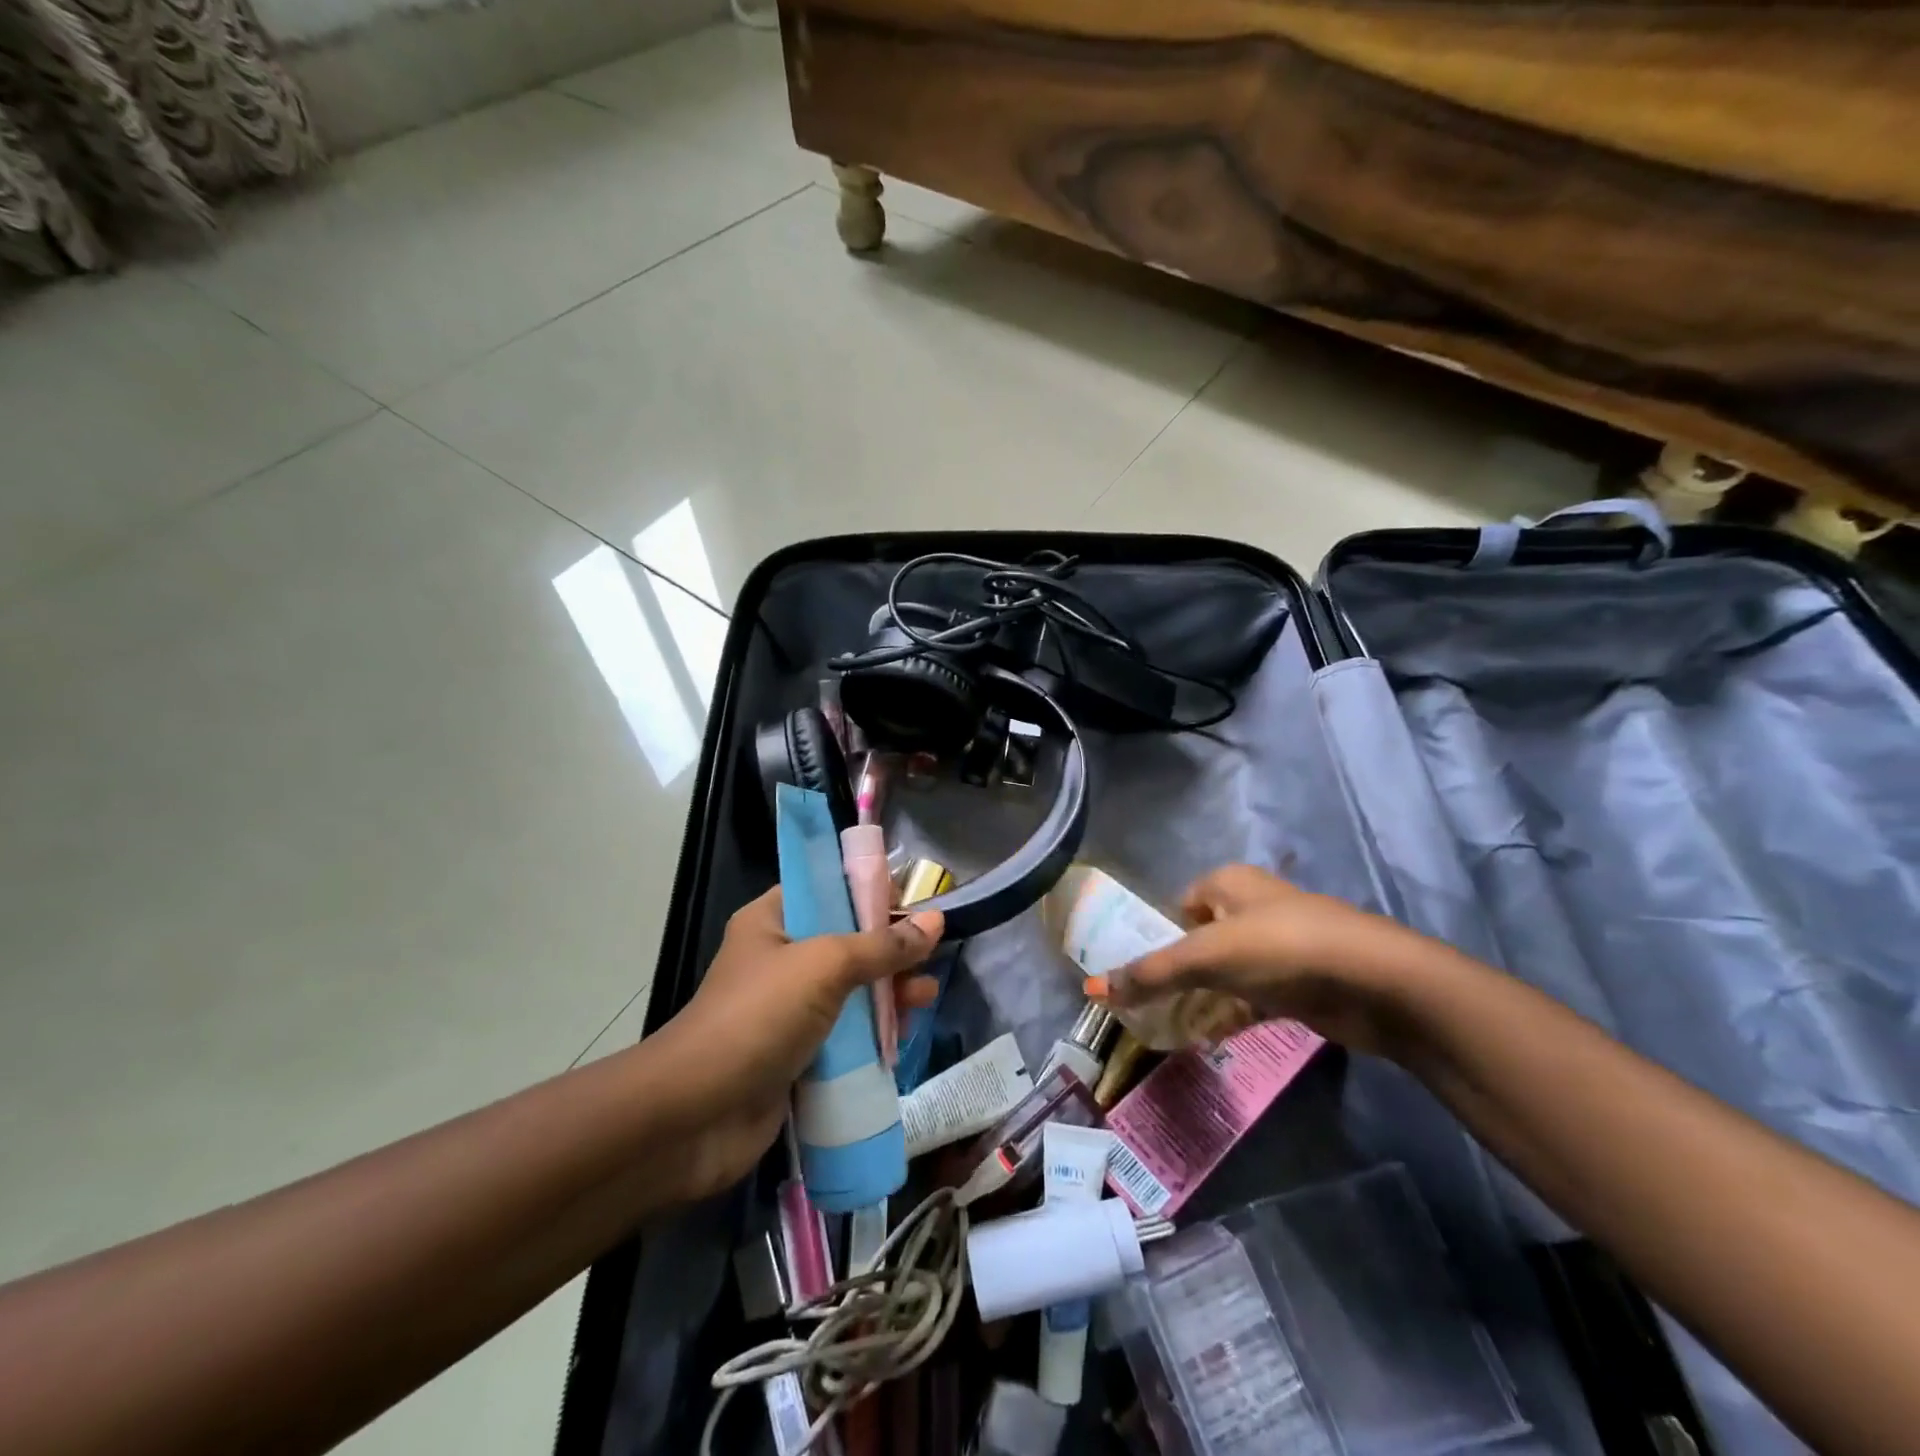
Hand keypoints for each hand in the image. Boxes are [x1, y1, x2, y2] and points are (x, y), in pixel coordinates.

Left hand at [646, 888, 942, 1203]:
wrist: (696, 1115)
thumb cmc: (758, 1017)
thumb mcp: (825, 966)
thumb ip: (882, 945)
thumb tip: (936, 921)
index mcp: (772, 921)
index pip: (828, 890)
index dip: (870, 893)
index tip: (915, 904)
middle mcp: (780, 959)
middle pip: (847, 943)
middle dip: (890, 952)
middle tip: (928, 961)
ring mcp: (787, 1010)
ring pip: (850, 991)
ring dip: (888, 994)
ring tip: (923, 1000)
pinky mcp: (796, 1054)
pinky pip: (844, 1034)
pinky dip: (872, 1034)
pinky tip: (900, 1037)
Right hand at [1102, 865, 1425, 1056]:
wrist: (1377, 984)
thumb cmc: (1282, 949)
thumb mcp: (1207, 957)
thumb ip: (1151, 973)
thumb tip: (1094, 987)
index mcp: (1228, 883)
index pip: (1178, 906)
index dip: (1156, 936)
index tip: (1137, 972)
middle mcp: (1252, 908)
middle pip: (1200, 940)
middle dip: (1176, 972)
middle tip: (1148, 1005)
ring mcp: (1279, 946)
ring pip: (1225, 971)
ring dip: (1202, 997)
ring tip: (1170, 1027)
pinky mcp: (1300, 983)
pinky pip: (1252, 997)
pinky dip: (1232, 1015)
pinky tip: (1210, 1039)